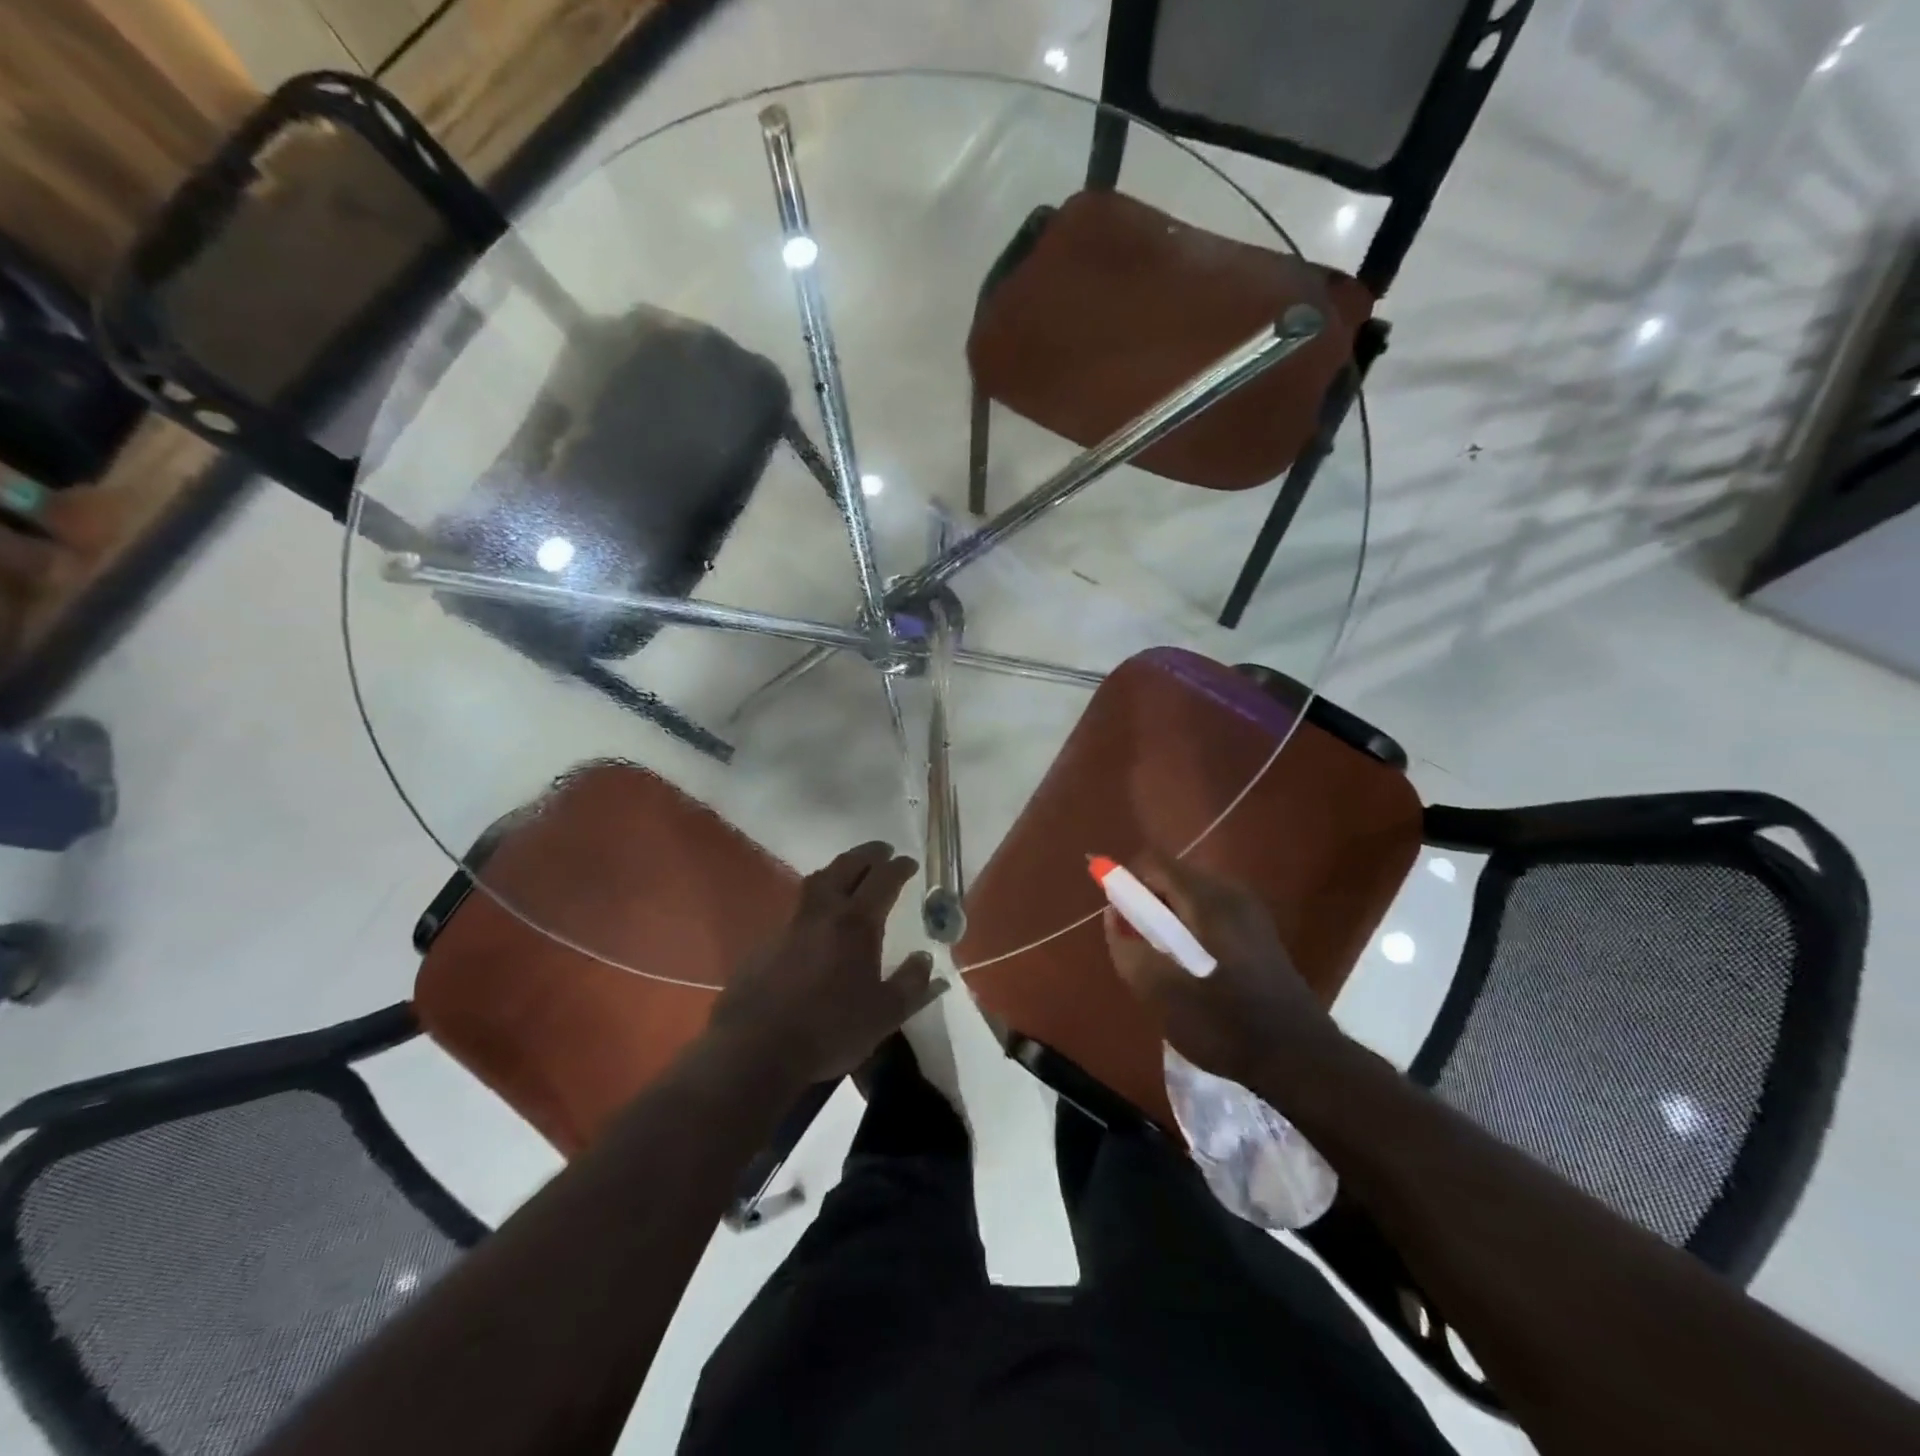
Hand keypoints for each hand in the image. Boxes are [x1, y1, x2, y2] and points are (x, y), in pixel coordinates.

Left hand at [710, 842, 942, 1085]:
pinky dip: (816, 902)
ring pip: (816, 882)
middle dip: (867, 854)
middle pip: (845, 867)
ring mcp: (790, 925)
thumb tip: (925, 959)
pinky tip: (819, 921)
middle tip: (882, 851)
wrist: (756, 1048)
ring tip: (850, 874)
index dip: (898, 867)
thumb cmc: (829, 1030)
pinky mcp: (766, 943)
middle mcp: (822, 913)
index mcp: (856, 924)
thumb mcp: (884, 1014)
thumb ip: (911, 984)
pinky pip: (797, 909)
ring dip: (837, 870)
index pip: (883, 880)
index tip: (909, 862)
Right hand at [1102, 851, 1338, 1088]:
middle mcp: (1231, 893)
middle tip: (1141, 946)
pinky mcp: (1260, 932)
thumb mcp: (1161, 994)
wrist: (1300, 1060)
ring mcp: (1250, 911)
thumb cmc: (1225, 1024)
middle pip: (1172, 876)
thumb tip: (1114, 916)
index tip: (1118, 918)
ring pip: (1191, 896)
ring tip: (1167, 963)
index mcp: (1207, 900)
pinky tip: (1195, 970)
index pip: (1153, 862)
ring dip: (1169, 919)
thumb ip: (1128, 949)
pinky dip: (1192, 929)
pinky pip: (1211, 913)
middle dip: (1148, 904)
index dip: (1126, 881)